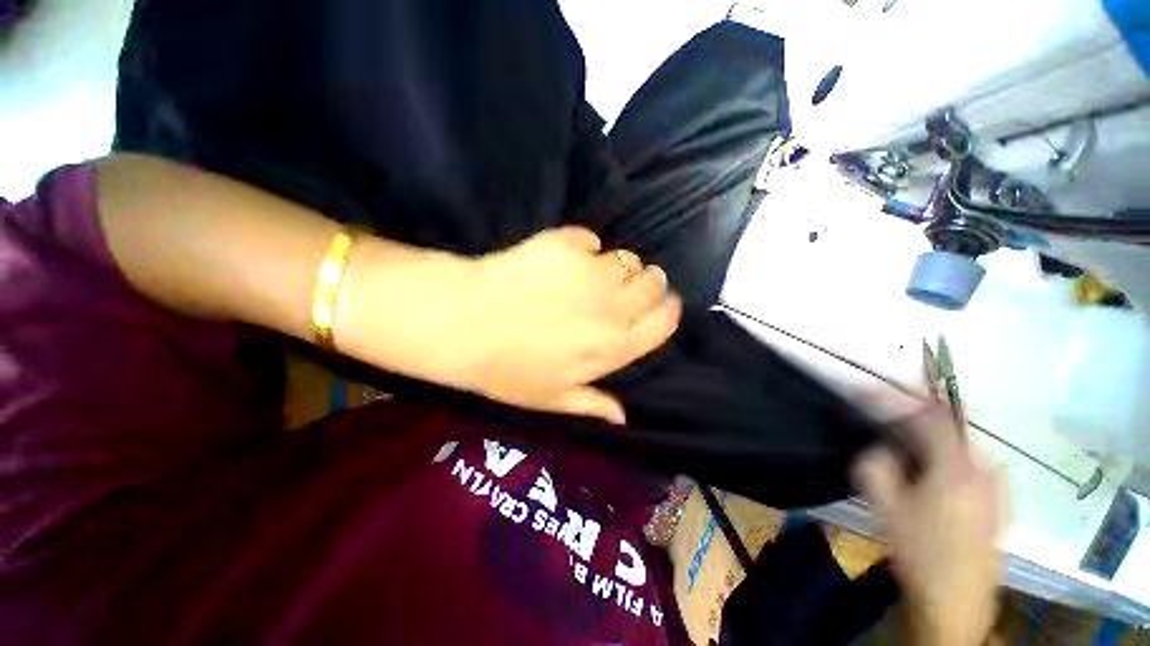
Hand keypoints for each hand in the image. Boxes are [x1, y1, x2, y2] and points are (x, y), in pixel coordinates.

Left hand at [337, 226, 680, 423]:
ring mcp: (590, 272)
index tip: (659, 304)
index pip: (665, 321)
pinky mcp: (565, 245)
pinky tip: (564, 258)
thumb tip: (623, 417)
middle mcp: (612, 307)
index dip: (667, 309)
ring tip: (592, 273)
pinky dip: (583, 247)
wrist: (464, 324)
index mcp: (613, 346)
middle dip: (647, 282)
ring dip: (616, 265)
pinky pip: (591, 240)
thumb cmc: (507, 369)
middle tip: (623, 286)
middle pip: (653, 283)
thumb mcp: (552, 398)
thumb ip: (593, 403)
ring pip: (626, 258)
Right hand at [852, 406, 1008, 645]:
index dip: (895, 398)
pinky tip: (932, 476)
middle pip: (949, 426)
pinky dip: (949, 456)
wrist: (956, 603)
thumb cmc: (920, 552)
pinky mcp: (1000, 502)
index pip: (927, 415)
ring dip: (932, 438)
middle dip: (915, 417)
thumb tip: (877, 447)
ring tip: (906, 450)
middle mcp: (984, 469)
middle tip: (887, 425)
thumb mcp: (885, 508)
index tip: (867, 394)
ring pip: (962, 444)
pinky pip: (973, 463)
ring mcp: (997, 486)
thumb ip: (875, 466)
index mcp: (957, 468)